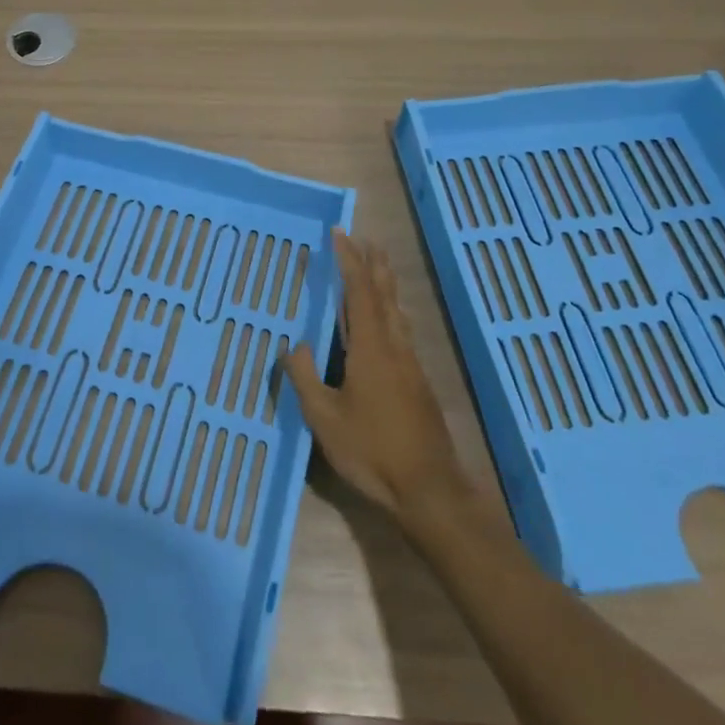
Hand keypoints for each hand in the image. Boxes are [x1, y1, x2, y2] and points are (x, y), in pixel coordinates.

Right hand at [279, 231, 466, 524]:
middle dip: (374, 264)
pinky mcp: (418, 383)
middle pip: (385, 295)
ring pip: (398, 312)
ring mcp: (410, 365)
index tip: (340, 233)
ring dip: (386, 284)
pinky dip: (392, 310)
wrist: (430, 490)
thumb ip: (305, 378)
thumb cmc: (373, 451)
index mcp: (371, 348)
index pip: (359, 292)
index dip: (349, 261)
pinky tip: (390, 321)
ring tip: (379, 267)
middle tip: (366, 239)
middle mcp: (394, 347)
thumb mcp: (325, 418)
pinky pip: (402, 330)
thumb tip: (294, 345)